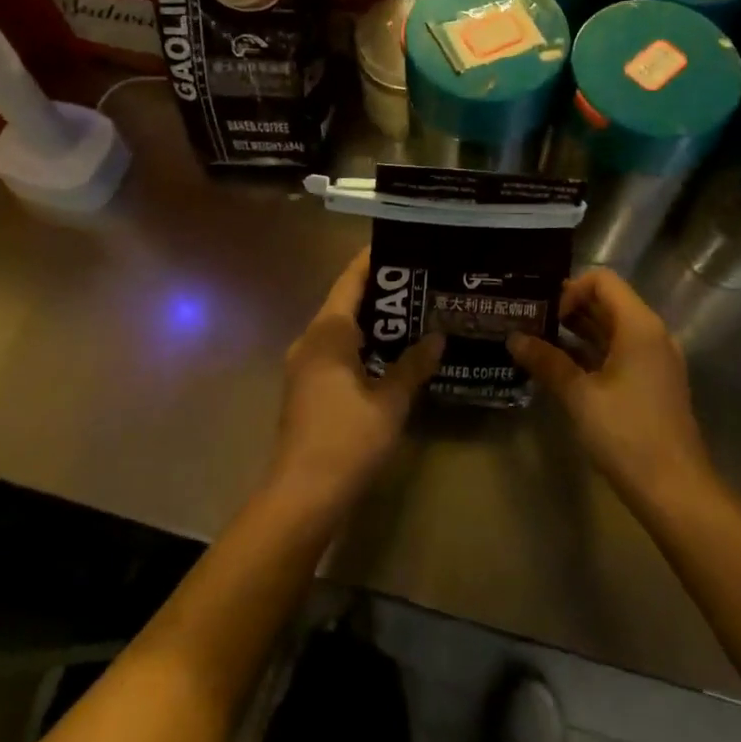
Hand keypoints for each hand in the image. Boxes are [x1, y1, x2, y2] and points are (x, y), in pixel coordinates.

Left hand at [269, 249, 442, 514]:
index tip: (403, 245)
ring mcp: (305, 365)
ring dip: (373, 320)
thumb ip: (413, 365)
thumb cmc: (347, 439)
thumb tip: (438, 337)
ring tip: (413, 312)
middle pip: (346, 302)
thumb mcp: (390, 401)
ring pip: (341, 329)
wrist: (302, 496)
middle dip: (381, 291)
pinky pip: (336, 350)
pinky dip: (363, 343)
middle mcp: (311, 340)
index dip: (373, 260)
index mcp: (327, 333)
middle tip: (420, 281)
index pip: (351, 280)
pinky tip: (390, 353)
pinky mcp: (306, 388)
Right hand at [508, 268, 711, 507]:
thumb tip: (513, 338)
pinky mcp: (652, 384)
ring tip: (538, 343)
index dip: (570, 290)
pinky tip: (561, 370)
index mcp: (639, 326)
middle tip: (530, 323)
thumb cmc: (628, 435)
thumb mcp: (580, 396)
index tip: (545, 316)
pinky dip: (591, 353)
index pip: (602, 281)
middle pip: (607, 303)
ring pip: (611, 330)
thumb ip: (547, 362)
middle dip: (568, 309)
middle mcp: (651, 335)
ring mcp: (655, 360)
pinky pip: (619, 352)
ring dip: (577, 332)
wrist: (676, 493)